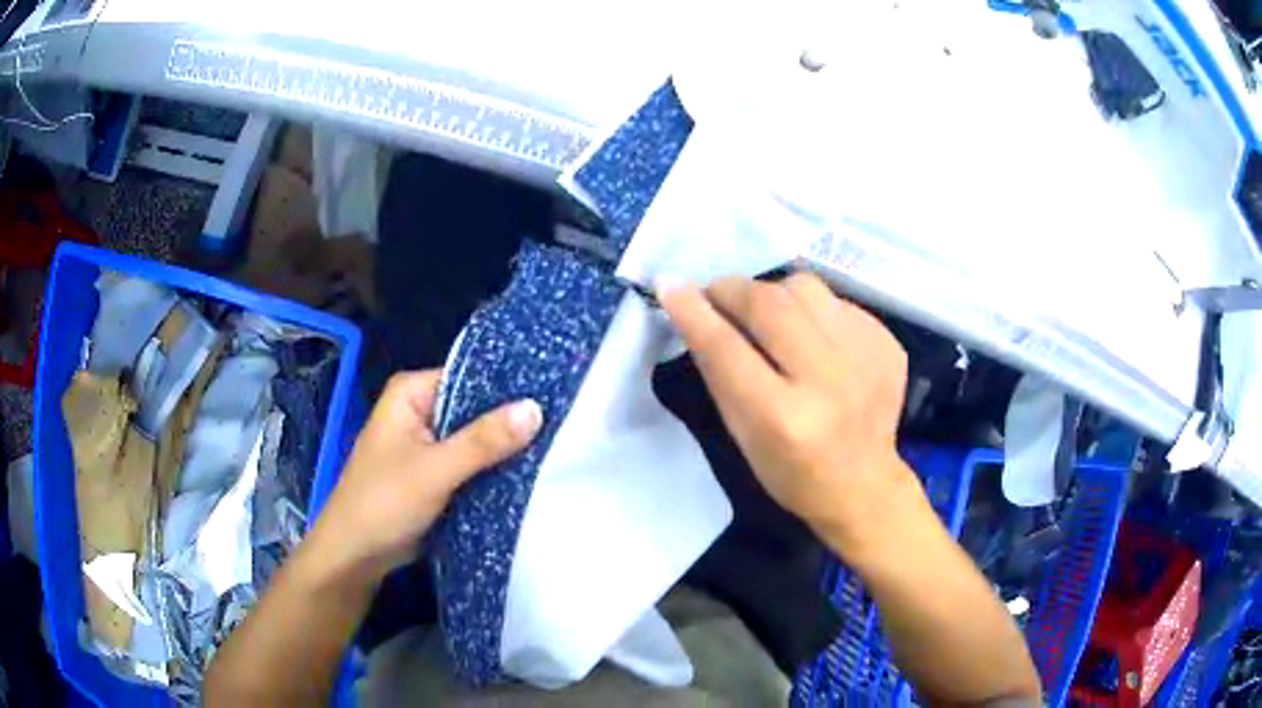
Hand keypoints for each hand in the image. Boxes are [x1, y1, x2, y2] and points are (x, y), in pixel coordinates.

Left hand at [305, 370, 542, 580]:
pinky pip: (471, 465)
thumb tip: (536, 408)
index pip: (470, 375)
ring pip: (476, 439)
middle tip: (564, 424)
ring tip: (558, 446)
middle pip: (475, 408)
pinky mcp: (435, 475)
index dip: (508, 386)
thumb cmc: (384, 502)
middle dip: (510, 421)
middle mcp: (420, 411)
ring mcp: (428, 445)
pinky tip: (531, 473)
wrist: (356, 555)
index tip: (553, 394)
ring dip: (504, 449)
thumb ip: (484, 441)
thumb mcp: (435, 469)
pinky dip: (493, 471)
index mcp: (411, 394)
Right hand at [659, 273, 916, 556]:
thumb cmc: (790, 471)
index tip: (670, 286)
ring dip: (775, 294)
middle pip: (770, 303)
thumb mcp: (742, 434)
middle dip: (734, 289)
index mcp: (783, 418)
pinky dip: (814, 311)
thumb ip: (717, 370)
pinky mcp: (888, 345)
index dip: (694, 311)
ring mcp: (866, 358)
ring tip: (769, 316)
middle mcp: (828, 382)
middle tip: (718, 294)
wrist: (863, 485)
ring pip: (806, 288)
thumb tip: (688, 305)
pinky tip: (815, 341)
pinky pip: (837, 303)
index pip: (727, 348)